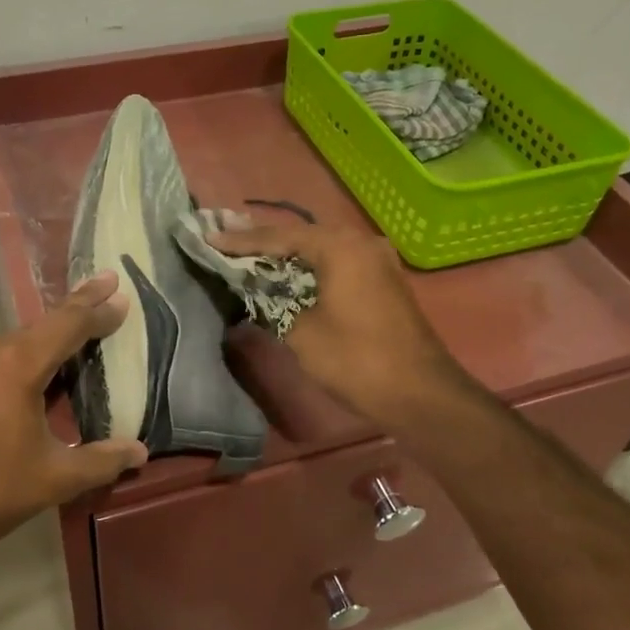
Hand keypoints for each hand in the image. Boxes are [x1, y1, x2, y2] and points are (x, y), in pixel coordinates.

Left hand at [0, 271, 148, 562]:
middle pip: (44, 324)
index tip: (121, 291)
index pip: (69, 324)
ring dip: (52, 337)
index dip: (98, 308)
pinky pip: (1, 356)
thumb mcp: (53, 478)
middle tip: (108, 288)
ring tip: (83, 333)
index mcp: (17, 364)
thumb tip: (141, 452)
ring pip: (21, 341)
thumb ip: (101, 461)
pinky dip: (28, 355)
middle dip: (79, 310)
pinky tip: (43, 370)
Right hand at [207, 219, 467, 427]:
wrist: (419, 393)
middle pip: (303, 236)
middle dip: (265, 241)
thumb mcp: (300, 333)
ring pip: (323, 249)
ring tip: (253, 254)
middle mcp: (361, 242)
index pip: (280, 237)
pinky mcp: (384, 282)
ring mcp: (378, 261)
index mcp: (340, 247)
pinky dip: (312, 267)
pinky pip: (339, 264)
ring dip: (289, 255)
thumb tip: (257, 295)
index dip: (242, 241)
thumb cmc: (355, 359)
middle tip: (228, 240)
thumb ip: (272, 305)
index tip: (210, 240)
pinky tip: (291, 274)